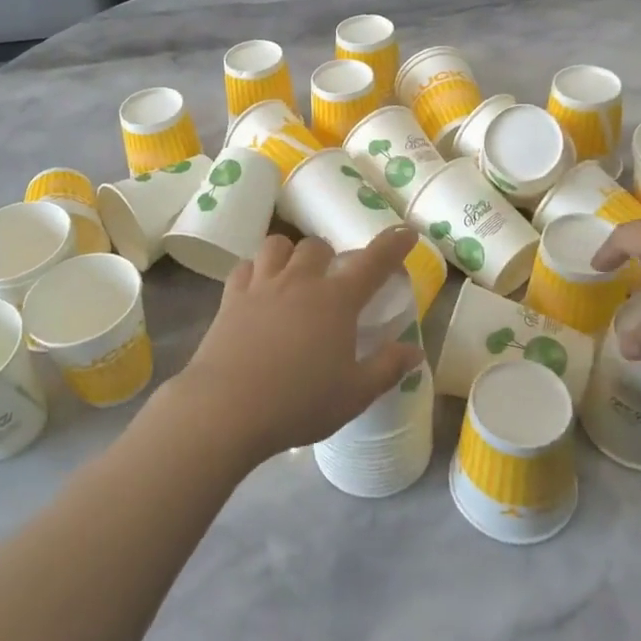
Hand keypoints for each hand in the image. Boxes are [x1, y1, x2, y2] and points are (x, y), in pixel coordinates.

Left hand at [172, 226, 423, 463]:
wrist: (226, 408)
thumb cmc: (299, 402)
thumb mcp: (355, 394)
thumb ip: (387, 368)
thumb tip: (414, 351)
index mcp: (336, 301)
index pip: (372, 263)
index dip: (393, 245)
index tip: (405, 232)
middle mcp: (300, 282)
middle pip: (317, 246)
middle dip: (329, 256)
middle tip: (332, 279)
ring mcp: (262, 286)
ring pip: (277, 245)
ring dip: (290, 253)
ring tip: (293, 275)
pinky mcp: (231, 298)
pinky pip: (245, 267)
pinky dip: (255, 270)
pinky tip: (257, 288)